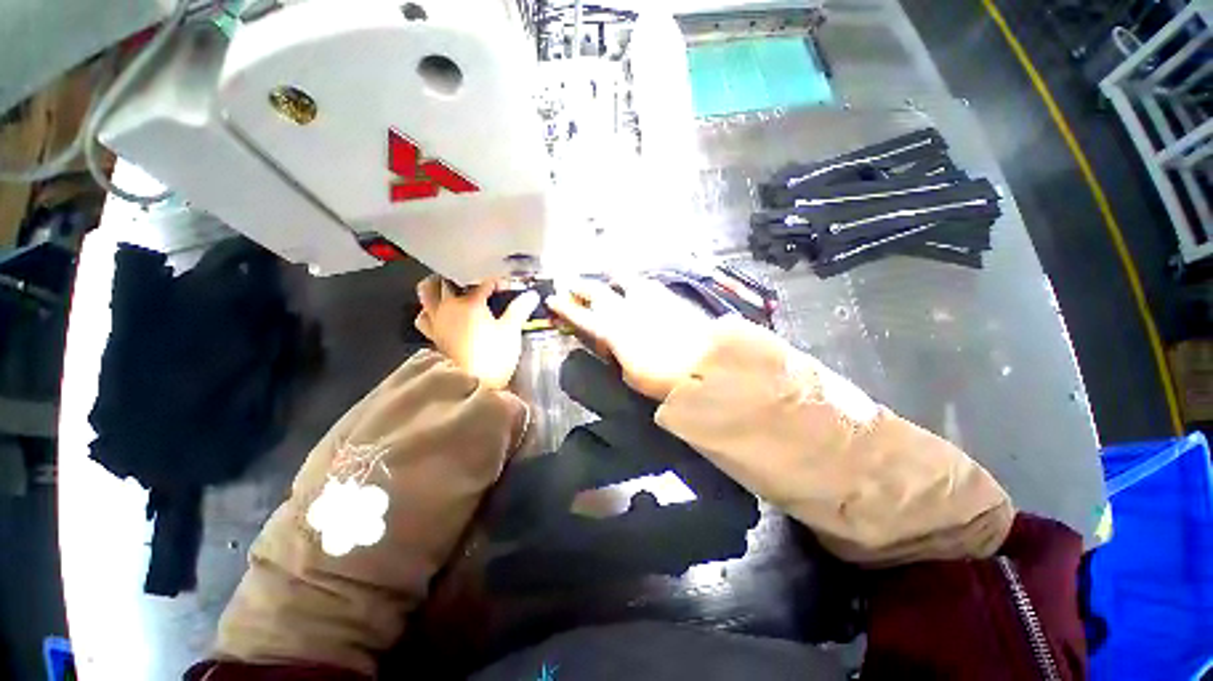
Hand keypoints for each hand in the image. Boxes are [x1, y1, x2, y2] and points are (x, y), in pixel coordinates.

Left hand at [414, 275, 540, 389]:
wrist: (472, 383)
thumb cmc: (494, 355)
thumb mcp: (511, 331)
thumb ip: (520, 310)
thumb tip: (532, 295)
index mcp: (470, 303)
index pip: (484, 283)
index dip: (498, 282)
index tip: (508, 287)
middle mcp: (448, 306)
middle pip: (447, 280)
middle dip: (461, 277)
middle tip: (475, 282)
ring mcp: (436, 320)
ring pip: (426, 293)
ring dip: (436, 287)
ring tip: (450, 289)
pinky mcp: (432, 335)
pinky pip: (424, 316)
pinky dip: (429, 311)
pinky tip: (440, 315)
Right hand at [547, 277, 713, 399]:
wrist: (705, 363)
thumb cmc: (663, 378)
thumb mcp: (632, 375)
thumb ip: (618, 356)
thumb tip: (614, 347)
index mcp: (612, 331)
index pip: (582, 317)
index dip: (565, 308)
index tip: (552, 299)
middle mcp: (626, 309)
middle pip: (598, 292)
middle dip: (582, 287)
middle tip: (571, 283)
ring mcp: (648, 299)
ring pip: (624, 279)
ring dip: (612, 276)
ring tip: (606, 271)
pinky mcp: (668, 296)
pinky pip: (648, 283)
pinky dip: (638, 281)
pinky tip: (640, 282)